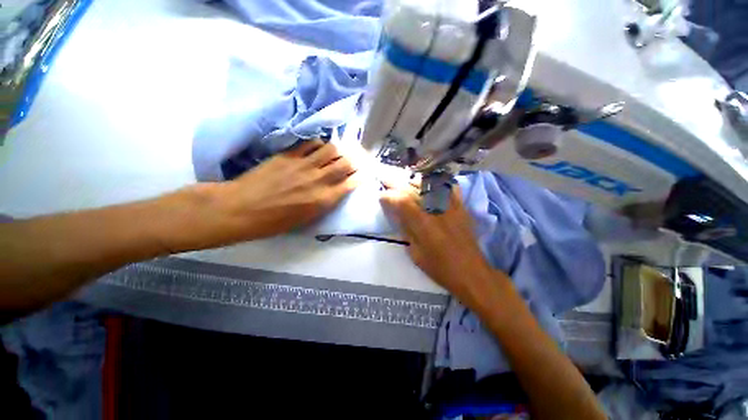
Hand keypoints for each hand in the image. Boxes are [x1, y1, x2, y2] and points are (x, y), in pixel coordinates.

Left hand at [212, 140, 357, 241]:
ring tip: (337, 153)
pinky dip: (319, 144)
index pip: (350, 183)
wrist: (241, 209)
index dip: (360, 176)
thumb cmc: (274, 222)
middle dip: (354, 161)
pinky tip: (318, 148)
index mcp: (323, 200)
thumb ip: (324, 203)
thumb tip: (334, 191)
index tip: (363, 173)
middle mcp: (318, 180)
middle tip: (354, 160)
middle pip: (345, 163)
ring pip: (331, 149)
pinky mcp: (289, 155)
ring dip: (338, 150)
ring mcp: (303, 165)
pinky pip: (310, 143)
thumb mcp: (306, 219)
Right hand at [380, 181, 503, 303]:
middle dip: (397, 183)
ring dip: (414, 180)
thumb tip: (398, 215)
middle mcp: (437, 210)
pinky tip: (430, 182)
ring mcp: (451, 206)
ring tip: (404, 180)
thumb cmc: (440, 268)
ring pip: (431, 184)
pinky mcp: (461, 207)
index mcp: (423, 224)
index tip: (382, 197)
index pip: (402, 201)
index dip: (389, 197)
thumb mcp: (416, 254)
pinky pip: (450, 187)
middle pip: (414, 188)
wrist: (471, 272)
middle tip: (386, 180)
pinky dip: (438, 182)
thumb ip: (406, 231)